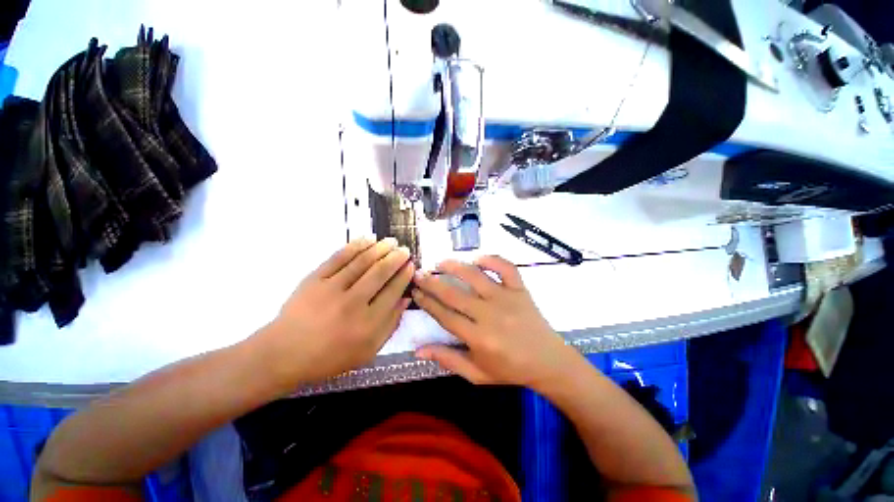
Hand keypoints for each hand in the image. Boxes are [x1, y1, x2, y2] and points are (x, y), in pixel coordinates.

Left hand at [256, 238, 413, 384]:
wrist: (284, 354)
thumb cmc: (330, 356)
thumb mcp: (368, 351)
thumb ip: (390, 325)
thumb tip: (405, 299)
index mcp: (368, 324)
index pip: (393, 292)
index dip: (404, 276)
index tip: (411, 265)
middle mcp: (352, 304)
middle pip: (380, 273)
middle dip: (396, 258)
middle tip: (404, 249)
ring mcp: (332, 289)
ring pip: (362, 262)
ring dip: (379, 248)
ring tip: (390, 241)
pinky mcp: (315, 279)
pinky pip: (339, 258)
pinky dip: (355, 246)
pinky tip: (367, 239)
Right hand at [412, 256, 578, 389]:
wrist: (549, 362)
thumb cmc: (510, 370)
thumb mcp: (477, 374)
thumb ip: (448, 360)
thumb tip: (418, 350)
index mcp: (478, 338)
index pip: (444, 315)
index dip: (427, 302)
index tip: (415, 291)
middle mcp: (490, 314)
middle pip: (454, 294)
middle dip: (432, 282)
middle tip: (419, 274)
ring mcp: (506, 298)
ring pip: (475, 276)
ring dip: (455, 266)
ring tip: (441, 262)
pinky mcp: (520, 289)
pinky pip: (505, 267)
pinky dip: (491, 259)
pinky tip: (477, 259)